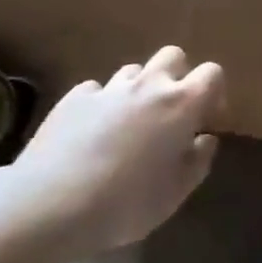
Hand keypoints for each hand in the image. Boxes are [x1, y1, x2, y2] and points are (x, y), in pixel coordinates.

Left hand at [2, 46, 226, 258]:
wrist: (48, 206)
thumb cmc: (124, 204)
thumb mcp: (175, 194)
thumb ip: (198, 162)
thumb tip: (205, 140)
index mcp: (182, 104)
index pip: (212, 73)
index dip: (214, 92)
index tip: (205, 120)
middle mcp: (148, 85)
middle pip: (174, 56)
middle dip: (177, 77)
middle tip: (169, 113)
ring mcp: (108, 88)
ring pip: (133, 71)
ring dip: (138, 90)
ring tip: (128, 123)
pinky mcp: (73, 98)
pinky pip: (96, 90)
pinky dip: (101, 104)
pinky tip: (91, 132)